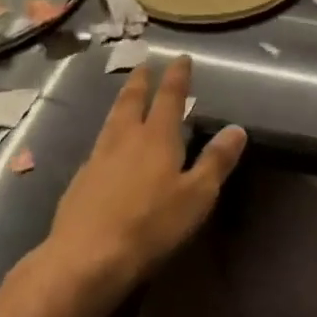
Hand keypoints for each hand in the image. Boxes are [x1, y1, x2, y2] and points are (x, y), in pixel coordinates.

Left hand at [47, 56, 246, 292]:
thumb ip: (216, 161)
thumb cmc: (150, 225)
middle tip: (144, 65)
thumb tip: (237, 129)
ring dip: (122, 103)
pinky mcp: (80, 181)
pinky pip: (99, 145)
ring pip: (112, 120)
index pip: (170, 97)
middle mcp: (125, 139)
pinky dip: (109, 134)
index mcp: (157, 138)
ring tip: (126, 96)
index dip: (177, 76)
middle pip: (132, 101)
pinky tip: (108, 147)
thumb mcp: (196, 196)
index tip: (180, 58)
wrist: (85, 258)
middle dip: (141, 81)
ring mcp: (98, 158)